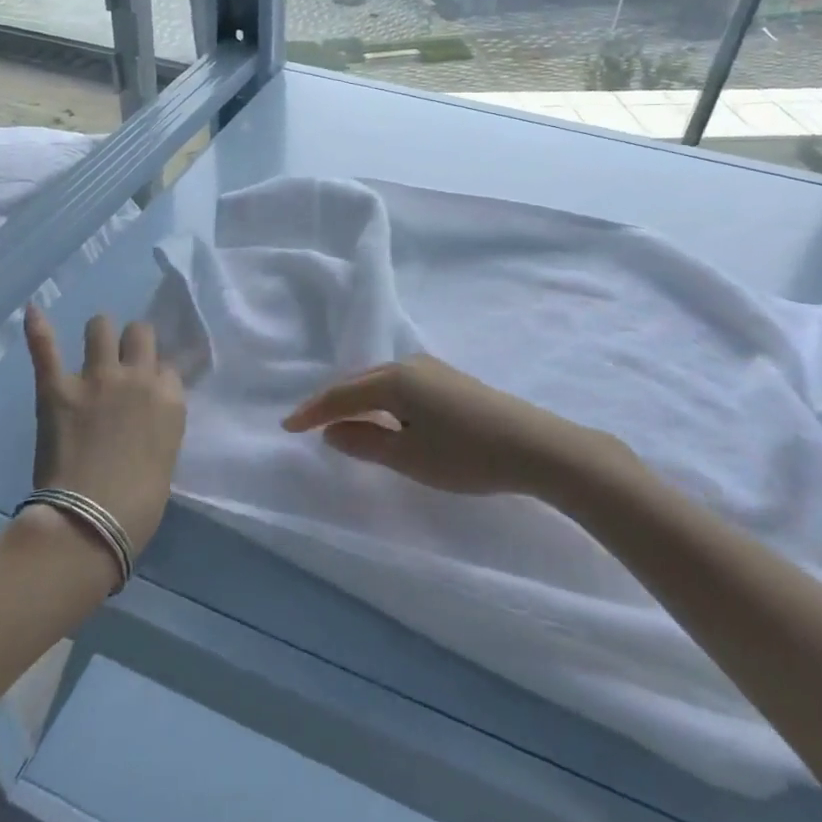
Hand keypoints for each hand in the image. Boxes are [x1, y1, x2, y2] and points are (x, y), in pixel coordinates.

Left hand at [23, 305, 185, 554]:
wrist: (90, 523)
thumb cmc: (138, 505)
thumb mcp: (165, 456)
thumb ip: (157, 424)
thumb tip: (143, 416)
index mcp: (170, 399)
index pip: (167, 367)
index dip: (156, 375)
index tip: (148, 388)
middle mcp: (138, 377)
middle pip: (140, 333)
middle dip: (133, 341)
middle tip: (123, 358)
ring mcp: (96, 378)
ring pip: (101, 327)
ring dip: (99, 332)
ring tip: (94, 342)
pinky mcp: (58, 388)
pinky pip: (47, 348)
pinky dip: (38, 328)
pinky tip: (33, 309)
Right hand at [284, 355, 599, 498]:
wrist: (535, 446)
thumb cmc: (466, 455)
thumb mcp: (408, 457)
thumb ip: (365, 442)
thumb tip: (332, 431)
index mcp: (394, 380)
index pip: (341, 394)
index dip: (312, 411)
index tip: (286, 426)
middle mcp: (409, 364)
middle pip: (359, 381)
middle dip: (331, 401)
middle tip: (307, 422)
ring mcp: (432, 368)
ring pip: (380, 381)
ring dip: (356, 399)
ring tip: (339, 420)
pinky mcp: (449, 379)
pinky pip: (399, 384)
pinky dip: (380, 399)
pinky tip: (383, 414)